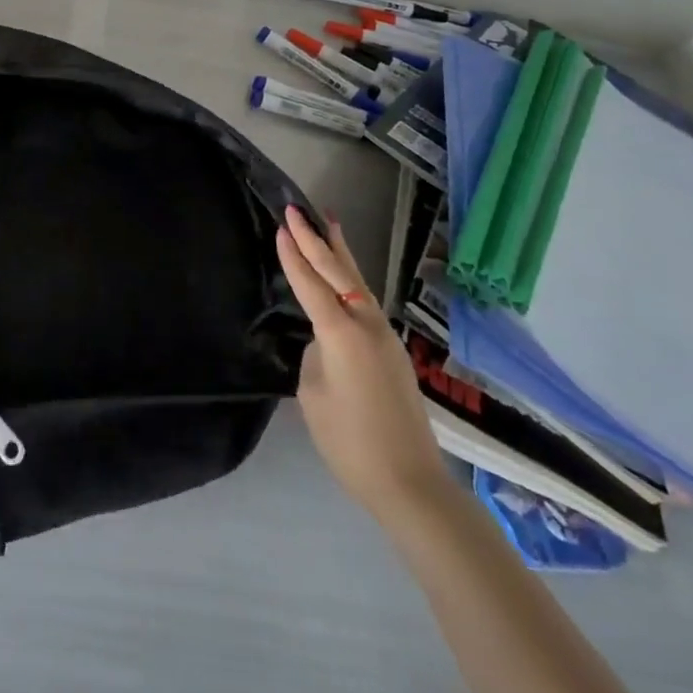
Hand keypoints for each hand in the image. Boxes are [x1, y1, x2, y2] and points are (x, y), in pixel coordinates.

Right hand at [277, 205, 450, 521]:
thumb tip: (324, 343)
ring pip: (358, 283)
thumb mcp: (313, 394)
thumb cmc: (350, 442)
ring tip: (329, 223)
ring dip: (339, 253)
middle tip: (298, 209)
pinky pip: (366, 302)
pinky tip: (344, 277)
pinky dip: (351, 279)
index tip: (281, 225)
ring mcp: (385, 337)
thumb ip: (315, 356)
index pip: (311, 284)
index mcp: (341, 333)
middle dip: (316, 239)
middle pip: (339, 273)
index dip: (294, 254)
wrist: (410, 484)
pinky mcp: (393, 352)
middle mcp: (367, 325)